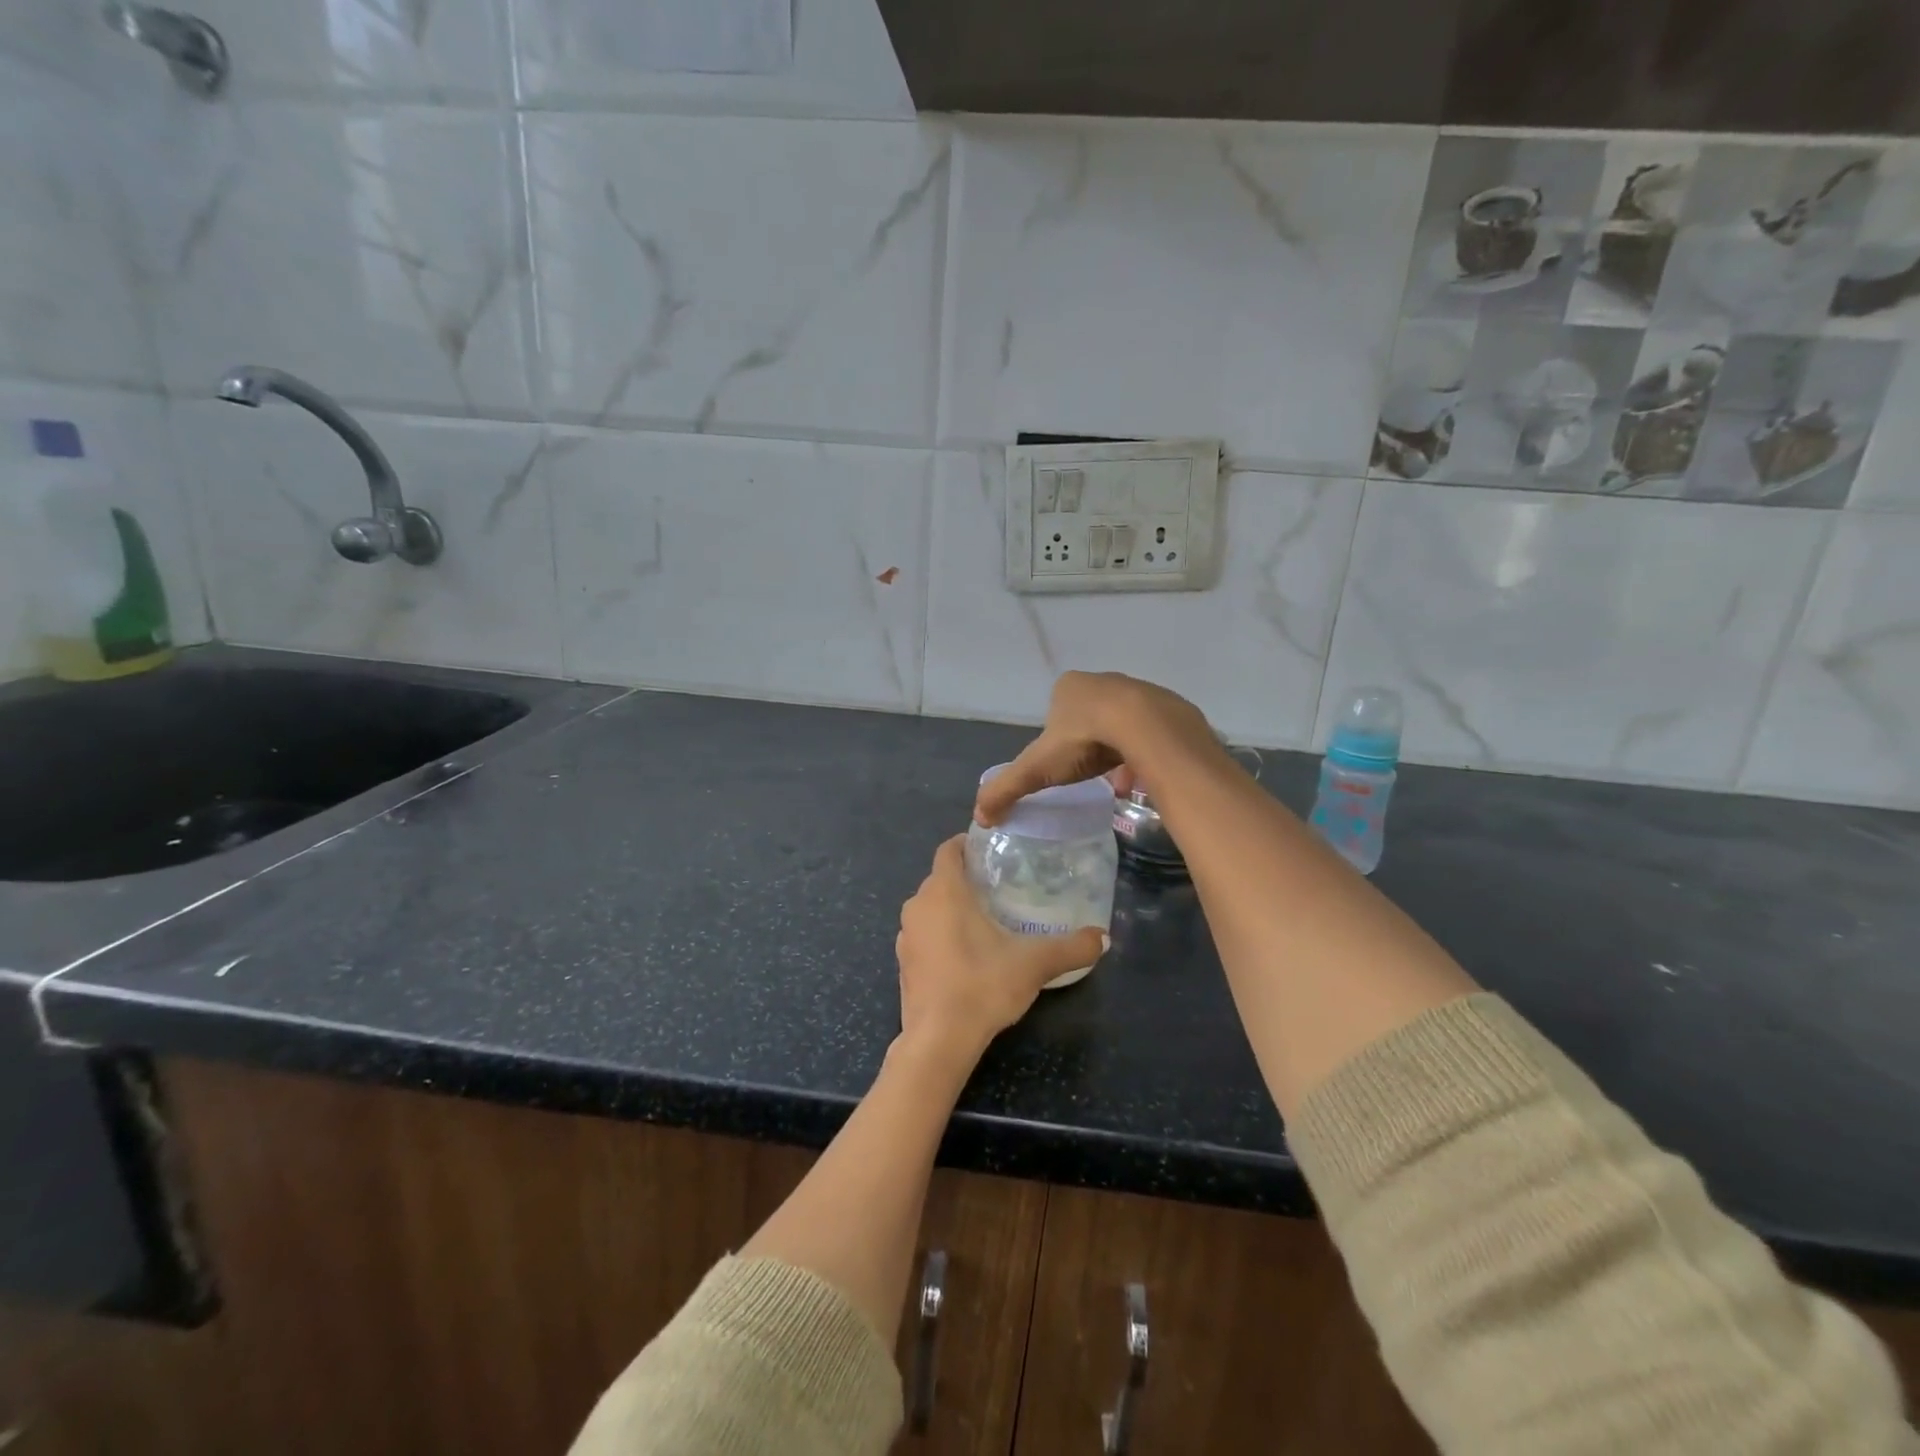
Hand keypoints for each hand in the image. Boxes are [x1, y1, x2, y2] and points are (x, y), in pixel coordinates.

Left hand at [895, 836, 1107, 1066]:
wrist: (938, 1040)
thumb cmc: (982, 986)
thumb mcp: (1034, 964)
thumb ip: (1071, 948)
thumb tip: (1103, 938)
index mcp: (944, 891)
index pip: (948, 850)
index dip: (967, 844)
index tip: (992, 851)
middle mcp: (918, 905)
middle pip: (940, 878)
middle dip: (966, 879)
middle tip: (999, 887)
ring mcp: (906, 936)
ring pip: (929, 907)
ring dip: (951, 908)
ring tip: (985, 919)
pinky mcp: (903, 963)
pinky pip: (923, 934)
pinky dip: (940, 934)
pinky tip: (965, 954)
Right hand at [974, 672, 1215, 825]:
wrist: (1146, 728)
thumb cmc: (1085, 741)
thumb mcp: (1037, 769)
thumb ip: (1006, 789)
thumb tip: (978, 817)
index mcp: (1069, 687)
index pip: (1057, 712)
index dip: (1058, 741)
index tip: (1064, 767)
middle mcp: (1104, 681)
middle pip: (1092, 717)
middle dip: (1090, 746)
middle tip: (1090, 774)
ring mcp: (1139, 690)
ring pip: (1123, 725)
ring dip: (1119, 750)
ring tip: (1120, 782)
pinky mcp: (1169, 706)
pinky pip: (1153, 732)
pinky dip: (1146, 752)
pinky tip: (1145, 776)